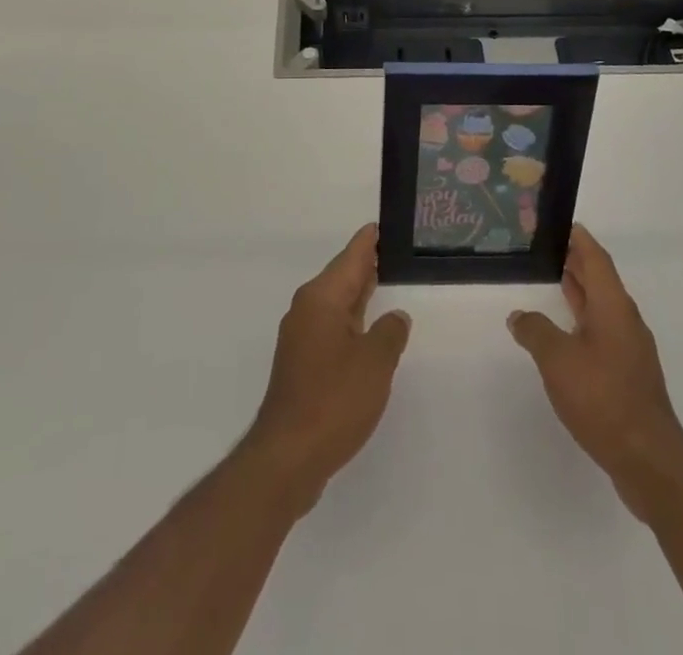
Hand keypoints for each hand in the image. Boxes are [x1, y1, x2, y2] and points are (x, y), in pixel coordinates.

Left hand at [241, 225, 411, 515]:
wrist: (287, 457)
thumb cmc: (334, 400)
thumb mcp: (375, 363)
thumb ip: (390, 333)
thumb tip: (395, 318)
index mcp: (322, 299)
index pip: (350, 258)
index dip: (367, 242)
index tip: (380, 225)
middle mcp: (306, 310)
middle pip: (340, 278)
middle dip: (364, 265)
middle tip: (390, 250)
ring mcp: (300, 338)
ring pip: (335, 304)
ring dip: (358, 295)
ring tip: (383, 282)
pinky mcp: (301, 365)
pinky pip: (331, 328)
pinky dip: (350, 321)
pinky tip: (366, 330)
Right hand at [508, 225, 682, 521]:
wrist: (649, 459)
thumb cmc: (603, 397)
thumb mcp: (557, 359)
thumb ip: (535, 331)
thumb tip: (519, 316)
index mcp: (613, 306)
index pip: (596, 258)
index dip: (579, 238)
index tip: (562, 222)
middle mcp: (626, 320)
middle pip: (601, 280)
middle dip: (577, 261)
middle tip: (549, 247)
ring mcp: (630, 349)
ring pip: (602, 307)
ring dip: (580, 291)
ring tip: (554, 280)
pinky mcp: (629, 375)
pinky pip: (603, 331)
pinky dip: (583, 319)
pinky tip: (565, 333)